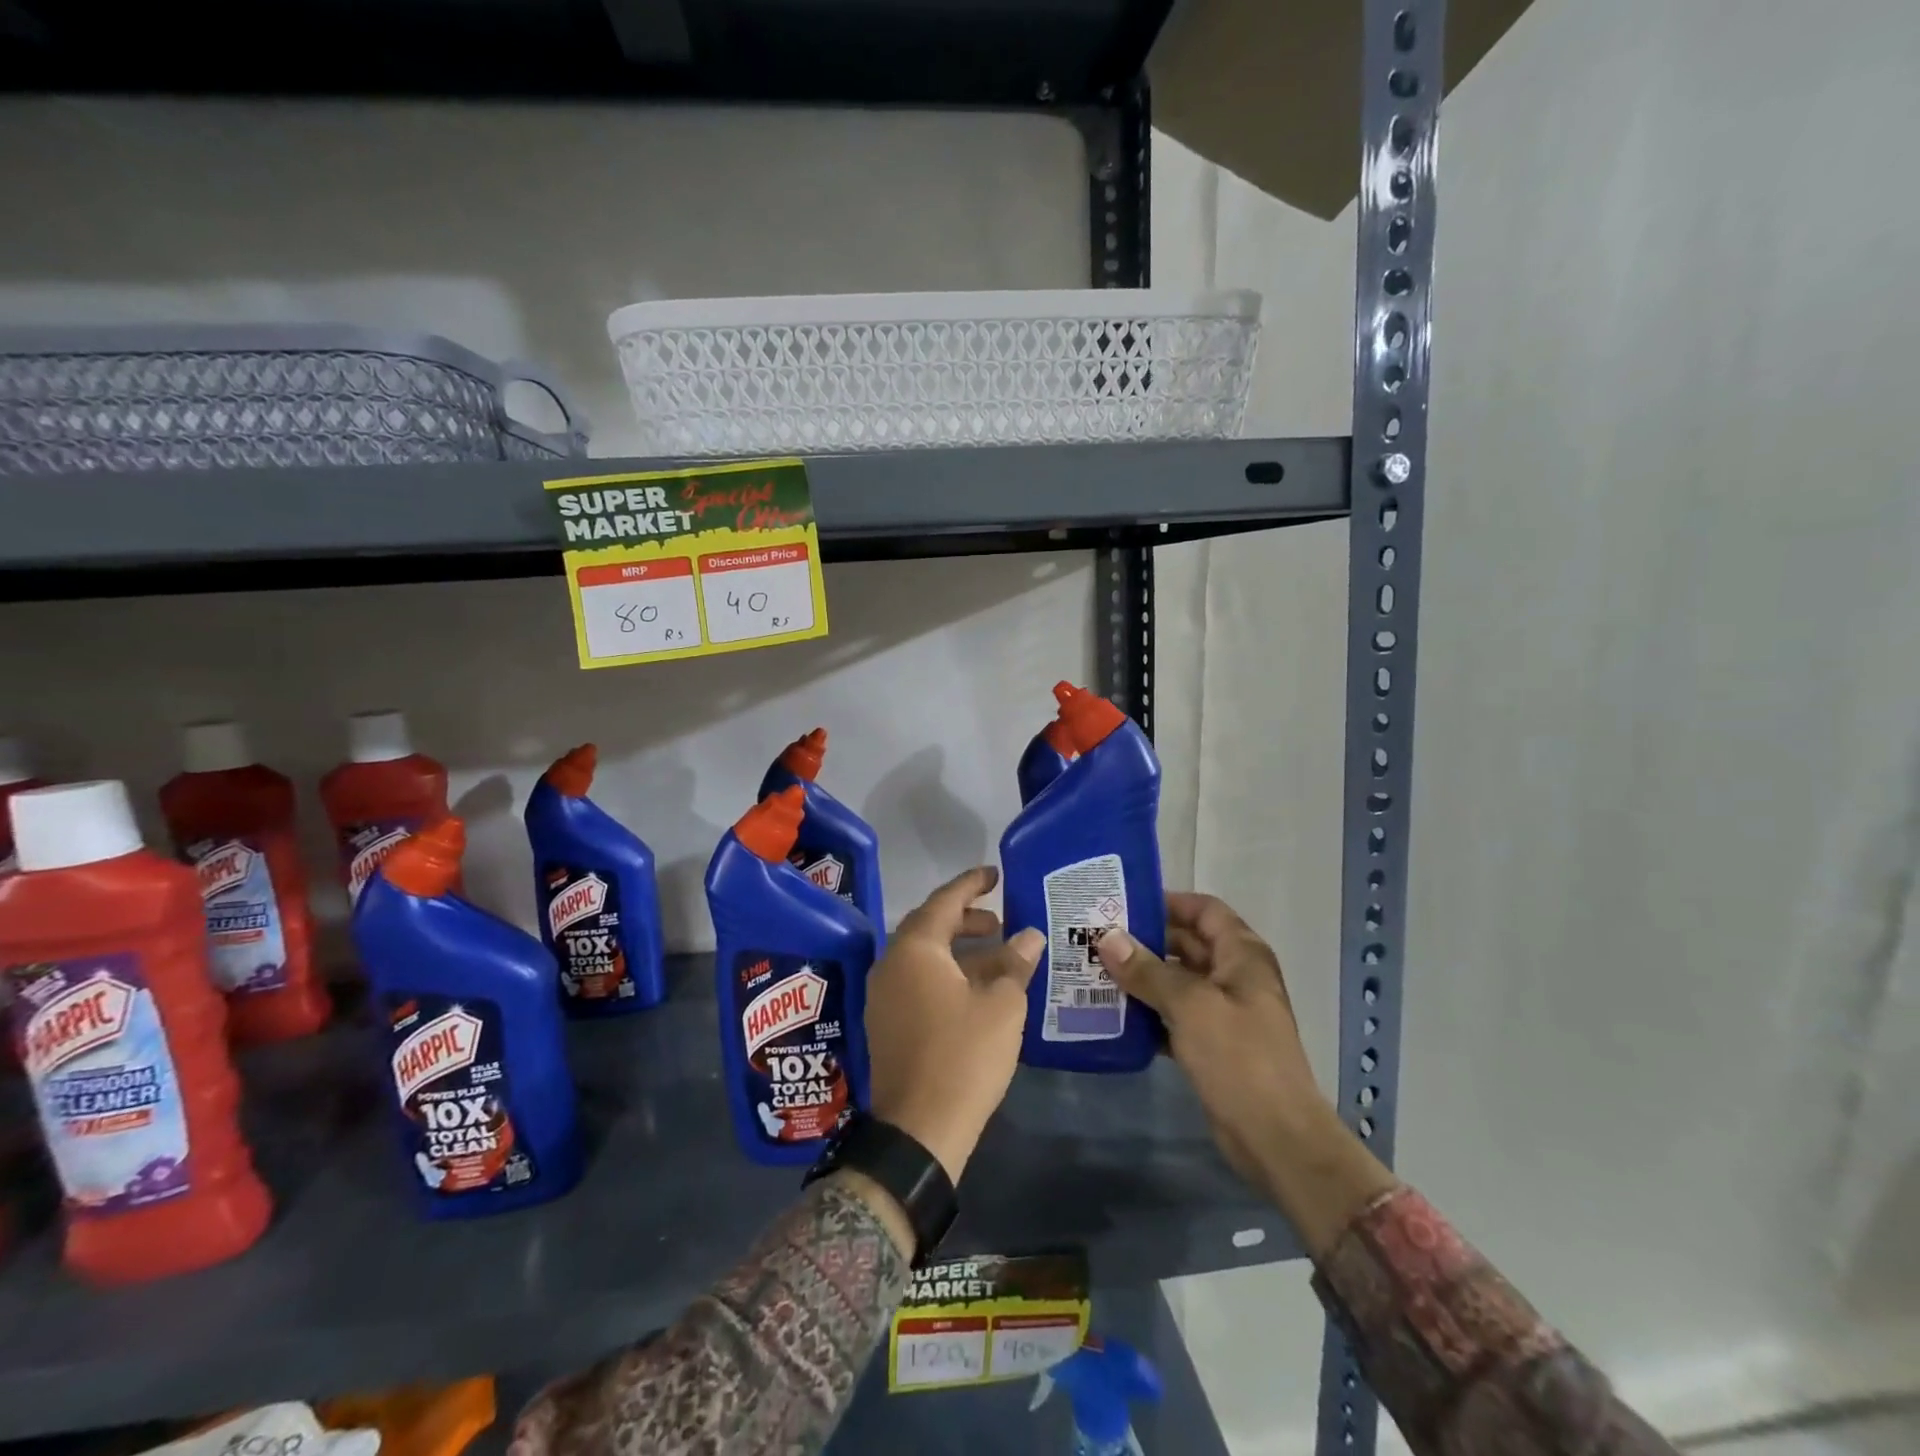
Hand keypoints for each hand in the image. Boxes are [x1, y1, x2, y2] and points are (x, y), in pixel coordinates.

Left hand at [864, 867, 1044, 1183]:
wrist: (919, 1129)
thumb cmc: (964, 1055)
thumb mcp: (1001, 1005)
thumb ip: (1015, 963)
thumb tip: (1029, 935)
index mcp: (915, 949)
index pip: (944, 901)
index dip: (972, 884)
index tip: (995, 874)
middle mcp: (891, 963)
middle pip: (930, 926)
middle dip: (966, 919)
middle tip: (1001, 920)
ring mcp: (884, 995)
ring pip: (924, 956)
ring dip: (958, 949)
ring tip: (996, 954)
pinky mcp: (886, 1023)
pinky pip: (917, 980)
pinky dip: (946, 973)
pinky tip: (975, 989)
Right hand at [1099, 893, 1395, 1255]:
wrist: (1276, 1138)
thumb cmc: (1239, 1058)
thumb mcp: (1190, 1005)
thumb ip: (1147, 970)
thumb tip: (1107, 937)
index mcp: (1242, 955)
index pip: (1204, 910)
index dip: (1168, 902)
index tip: (1123, 904)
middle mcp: (1235, 976)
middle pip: (1186, 944)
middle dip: (1145, 940)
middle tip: (1097, 938)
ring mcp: (1224, 1013)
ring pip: (1177, 981)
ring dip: (1142, 977)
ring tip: (1095, 972)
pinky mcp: (1212, 1046)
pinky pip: (1174, 1016)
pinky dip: (1148, 1013)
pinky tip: (1114, 1016)